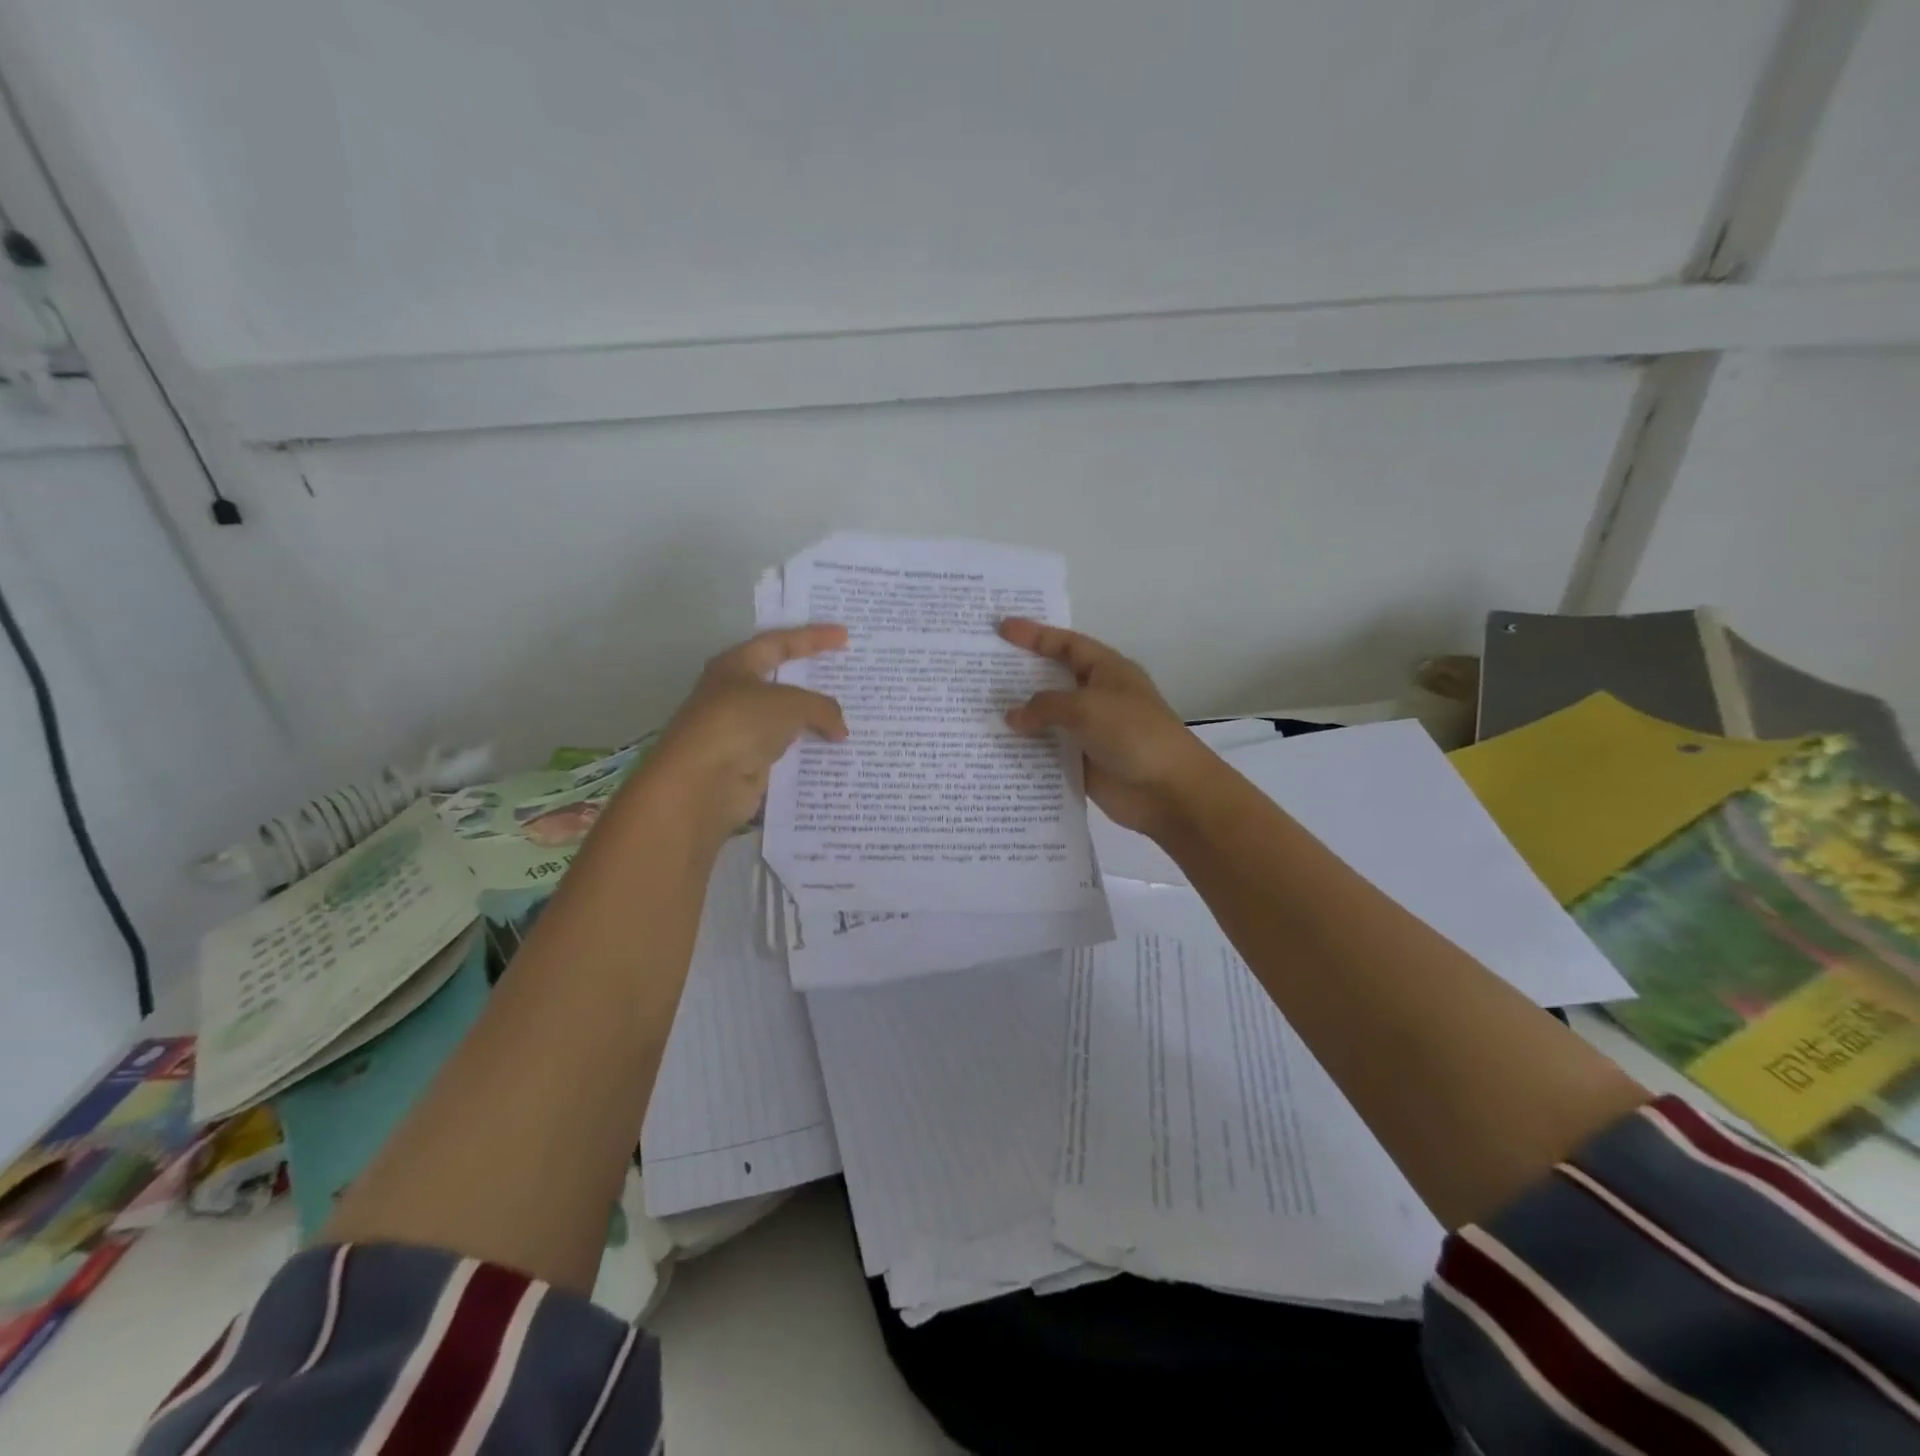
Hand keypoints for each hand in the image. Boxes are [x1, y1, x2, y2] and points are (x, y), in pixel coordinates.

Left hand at [640, 625, 849, 842]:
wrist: (702, 782)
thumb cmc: (741, 724)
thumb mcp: (790, 704)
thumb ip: (822, 708)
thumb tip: (840, 729)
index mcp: (736, 665)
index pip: (780, 642)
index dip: (813, 637)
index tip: (845, 636)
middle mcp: (735, 694)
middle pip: (782, 682)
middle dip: (814, 682)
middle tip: (847, 678)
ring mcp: (741, 730)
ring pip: (786, 720)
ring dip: (814, 721)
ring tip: (850, 720)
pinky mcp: (748, 763)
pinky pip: (786, 751)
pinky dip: (808, 751)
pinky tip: (834, 753)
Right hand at [998, 619, 1212, 836]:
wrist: (1168, 790)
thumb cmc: (1133, 733)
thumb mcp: (1086, 707)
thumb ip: (1044, 706)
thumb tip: (1012, 717)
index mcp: (1106, 670)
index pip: (1066, 644)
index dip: (1034, 635)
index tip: (1001, 630)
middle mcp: (1096, 696)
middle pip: (1052, 680)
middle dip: (1020, 675)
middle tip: (980, 670)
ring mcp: (1089, 731)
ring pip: (1047, 718)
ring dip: (1019, 717)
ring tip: (977, 711)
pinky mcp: (1083, 762)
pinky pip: (1048, 751)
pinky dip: (1026, 749)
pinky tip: (996, 749)